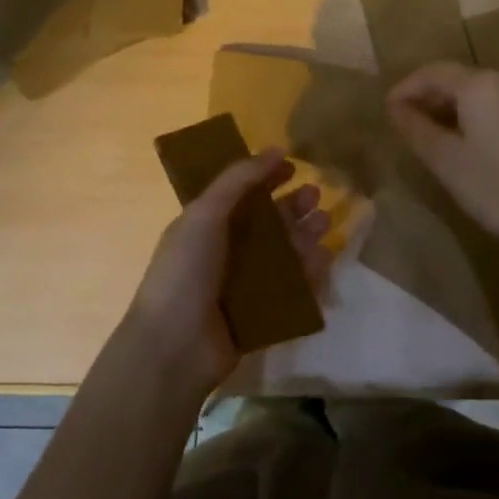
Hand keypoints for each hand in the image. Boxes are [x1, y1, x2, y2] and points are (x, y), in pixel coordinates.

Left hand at [123, 149, 330, 398]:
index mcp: (206, 225)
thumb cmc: (185, 272)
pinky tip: (324, 261)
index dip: (266, 177)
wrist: (173, 349)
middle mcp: (226, 251)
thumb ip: (238, 179)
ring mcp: (243, 285)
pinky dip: (308, 275)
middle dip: (292, 207)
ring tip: (325, 225)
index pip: (241, 193)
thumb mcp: (205, 214)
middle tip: (316, 197)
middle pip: (267, 223)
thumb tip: (275, 149)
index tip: (293, 165)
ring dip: (304, 237)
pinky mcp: (260, 315)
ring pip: (283, 254)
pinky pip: (291, 289)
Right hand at [387, 61, 498, 255]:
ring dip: (454, 108)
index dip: (406, 88)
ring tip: (434, 134)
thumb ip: (415, 128)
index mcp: (481, 84)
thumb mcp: (445, 159)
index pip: (434, 72)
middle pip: (459, 79)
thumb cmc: (494, 187)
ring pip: (482, 94)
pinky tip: (470, 143)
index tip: (388, 109)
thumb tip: (395, 108)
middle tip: (406, 122)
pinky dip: (479, 117)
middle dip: (430, 97)